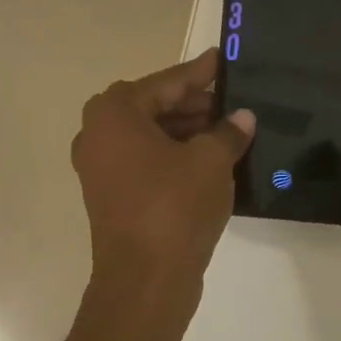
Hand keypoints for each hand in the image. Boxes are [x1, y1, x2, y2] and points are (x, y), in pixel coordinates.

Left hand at [72, 49, 254, 302]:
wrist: (145, 281)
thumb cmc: (174, 207)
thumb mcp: (211, 161)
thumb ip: (228, 132)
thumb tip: (242, 118)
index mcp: (115, 113)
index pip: (166, 83)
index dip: (200, 73)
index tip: (222, 59)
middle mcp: (99, 134)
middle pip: (154, 107)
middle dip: (195, 105)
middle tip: (234, 104)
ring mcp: (101, 168)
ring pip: (151, 136)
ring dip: (187, 132)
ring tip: (230, 132)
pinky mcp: (112, 196)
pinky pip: (147, 162)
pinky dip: (175, 156)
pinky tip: (211, 160)